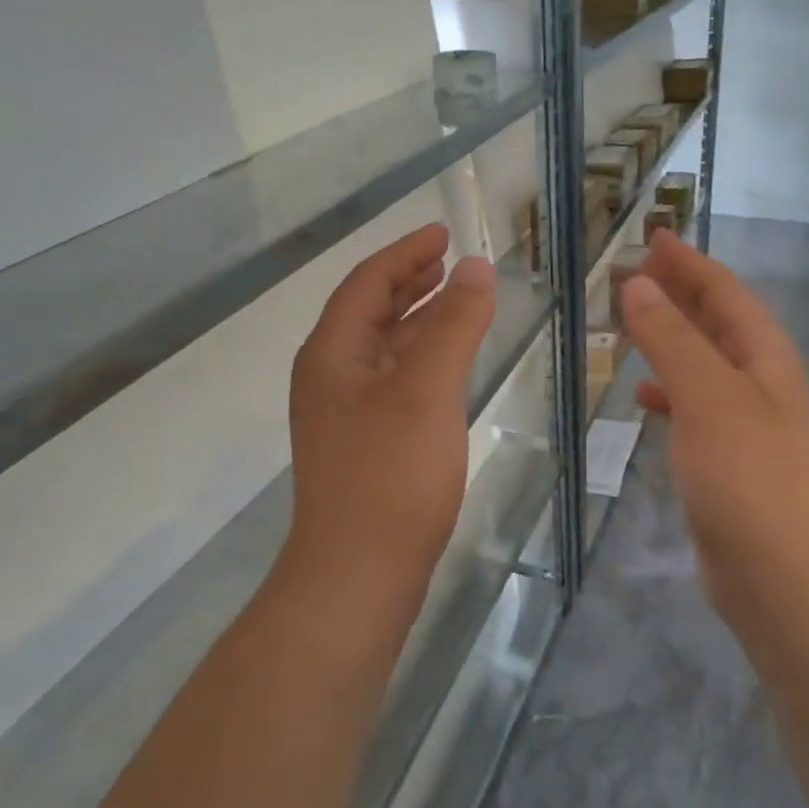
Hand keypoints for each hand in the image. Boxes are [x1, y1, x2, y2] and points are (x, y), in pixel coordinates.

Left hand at [286, 224, 495, 598]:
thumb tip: (477, 267)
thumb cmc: (390, 476)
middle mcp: (331, 376)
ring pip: (385, 347)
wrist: (358, 574)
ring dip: (419, 318)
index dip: (406, 253)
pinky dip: (422, 358)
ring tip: (456, 299)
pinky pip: (395, 380)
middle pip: (371, 311)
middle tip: (451, 260)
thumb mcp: (426, 390)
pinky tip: (449, 362)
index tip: (444, 233)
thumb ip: (454, 325)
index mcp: (332, 353)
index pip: (367, 283)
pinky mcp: (367, 443)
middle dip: (410, 281)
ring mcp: (347, 413)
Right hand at [621, 232, 808, 605]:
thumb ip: (670, 337)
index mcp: (765, 355)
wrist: (774, 571)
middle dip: (679, 292)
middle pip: (717, 321)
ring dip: (670, 337)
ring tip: (630, 322)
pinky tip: (643, 393)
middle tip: (635, 270)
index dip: (689, 262)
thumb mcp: (705, 394)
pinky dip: (668, 388)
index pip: (725, 291)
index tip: (654, 235)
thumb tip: (637, 284)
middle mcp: (761, 379)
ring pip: (702, 361)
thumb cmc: (744, 472)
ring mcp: (746, 419)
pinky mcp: (727, 455)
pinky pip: (694, 403)